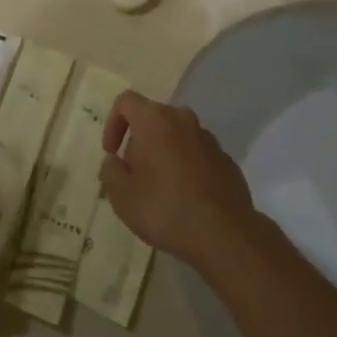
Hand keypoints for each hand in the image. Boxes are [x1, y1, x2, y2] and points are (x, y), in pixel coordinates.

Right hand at [98, 92, 257, 272]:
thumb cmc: (166, 209)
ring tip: (160, 190)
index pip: (126, 101)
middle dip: (138, 142)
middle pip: (152, 118)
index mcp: (155, 120)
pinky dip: (186, 167)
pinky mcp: (225, 159)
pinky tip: (185, 198)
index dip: (112, 123)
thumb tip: (114, 161)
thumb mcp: (122, 197)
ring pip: (176, 136)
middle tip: (134, 175)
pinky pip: (196, 154)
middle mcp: (182, 119)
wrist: (225, 235)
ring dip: (163, 154)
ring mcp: (207, 138)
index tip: (112, 153)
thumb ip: (110, 171)